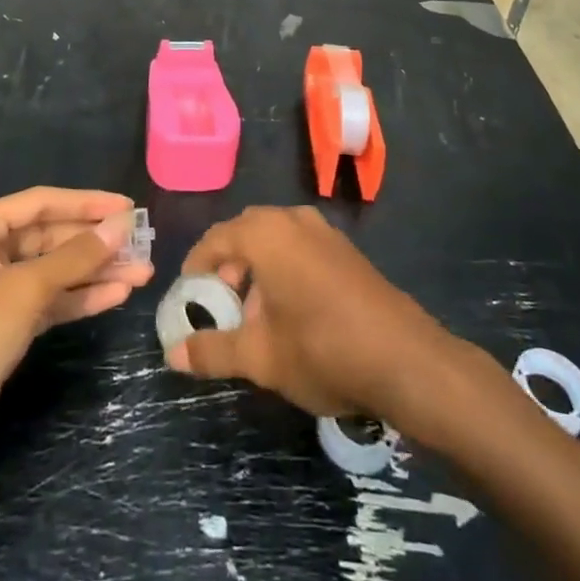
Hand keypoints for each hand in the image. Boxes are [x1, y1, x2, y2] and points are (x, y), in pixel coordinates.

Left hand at [0, 187, 151, 479]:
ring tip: (142, 273)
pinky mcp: (2, 330)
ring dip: (94, 273)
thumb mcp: (23, 289)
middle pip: (50, 238)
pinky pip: (48, 304)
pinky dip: (79, 300)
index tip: (128, 207)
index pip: (42, 203)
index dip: (87, 204)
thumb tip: (121, 224)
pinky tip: (115, 297)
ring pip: (53, 273)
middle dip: (95, 243)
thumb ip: (75, 256)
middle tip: (142, 245)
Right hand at [165, 205, 458, 423]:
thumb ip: (213, 351)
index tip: (188, 296)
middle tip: (219, 304)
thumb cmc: (323, 350)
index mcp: (267, 234)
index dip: (196, 266)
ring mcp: (325, 232)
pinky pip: (301, 247)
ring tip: (253, 315)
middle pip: (246, 232)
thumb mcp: (260, 357)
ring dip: (256, 268)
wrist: (406, 360)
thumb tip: (173, 355)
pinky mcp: (347, 251)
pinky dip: (284, 269)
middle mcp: (294, 220)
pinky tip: (290, 312)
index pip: (216, 238)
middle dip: (227, 266)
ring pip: (275, 239)